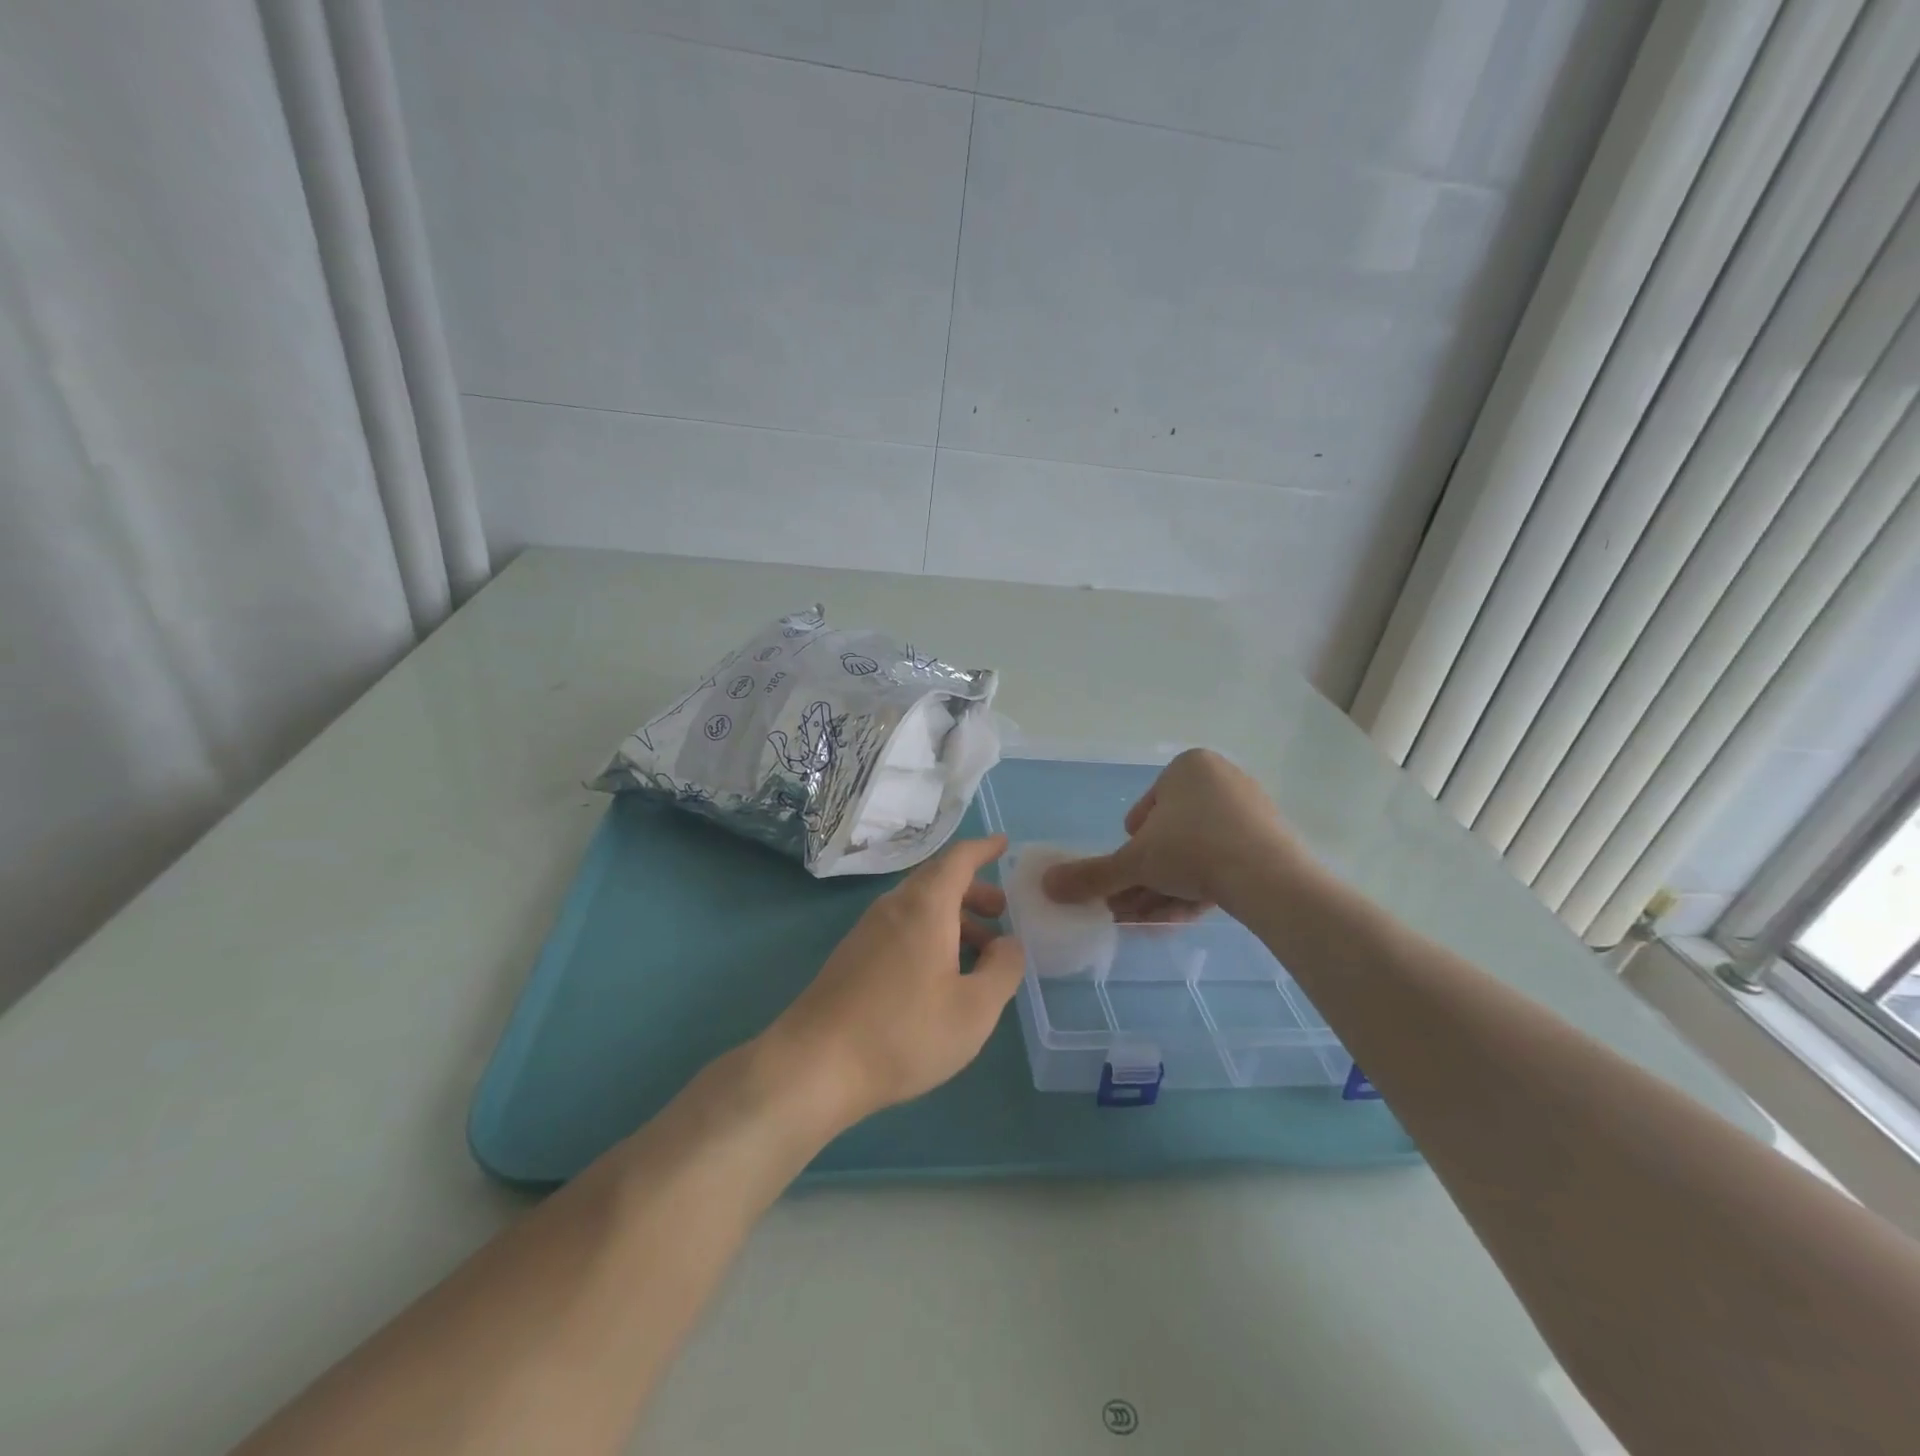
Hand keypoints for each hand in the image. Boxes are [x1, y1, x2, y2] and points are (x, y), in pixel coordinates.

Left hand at [765, 836, 1024, 1129]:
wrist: (816, 1064)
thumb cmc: (904, 1032)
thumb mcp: (974, 1009)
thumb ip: (1003, 970)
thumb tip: (1010, 943)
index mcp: (925, 906)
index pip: (958, 859)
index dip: (983, 848)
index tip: (1003, 844)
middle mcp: (894, 906)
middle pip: (937, 880)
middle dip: (973, 890)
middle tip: (1001, 912)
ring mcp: (867, 930)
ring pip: (918, 907)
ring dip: (953, 917)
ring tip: (979, 953)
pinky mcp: (852, 956)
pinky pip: (900, 927)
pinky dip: (929, 934)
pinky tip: (940, 975)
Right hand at [1041, 748, 1300, 918]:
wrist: (1270, 878)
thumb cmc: (1192, 850)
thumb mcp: (1133, 863)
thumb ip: (1090, 875)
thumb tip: (1045, 886)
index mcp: (1189, 767)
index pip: (1145, 811)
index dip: (1131, 848)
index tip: (1130, 874)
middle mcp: (1221, 779)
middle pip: (1170, 837)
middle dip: (1147, 877)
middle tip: (1131, 908)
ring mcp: (1250, 810)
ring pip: (1195, 854)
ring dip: (1168, 888)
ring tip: (1150, 921)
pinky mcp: (1271, 841)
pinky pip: (1224, 863)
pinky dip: (1199, 887)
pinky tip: (1182, 917)